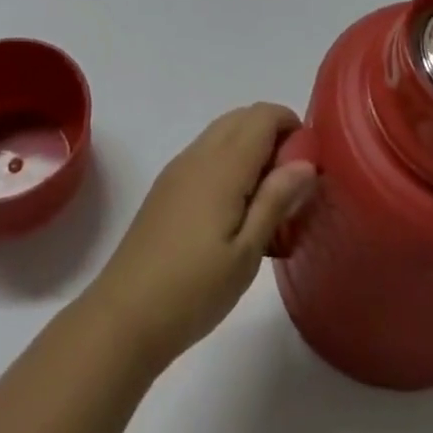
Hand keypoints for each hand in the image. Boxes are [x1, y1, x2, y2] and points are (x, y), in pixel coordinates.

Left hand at [82, 104, 317, 368]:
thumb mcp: (246, 253)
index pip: (263, 115)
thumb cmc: (193, 289)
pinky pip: (207, 153)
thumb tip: (305, 161)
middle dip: (274, 135)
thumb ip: (276, 200)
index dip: (291, 126)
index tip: (309, 163)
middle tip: (292, 184)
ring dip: (251, 148)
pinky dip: (230, 162)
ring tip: (267, 201)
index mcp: (223, 165)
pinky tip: (235, 212)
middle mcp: (200, 154)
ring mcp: (179, 168)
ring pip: (224, 133)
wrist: (124, 316)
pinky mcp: (167, 186)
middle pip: (243, 117)